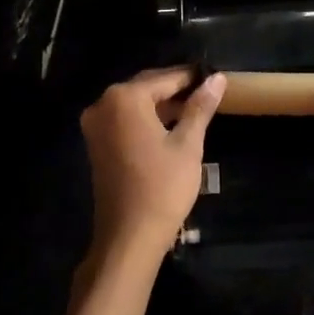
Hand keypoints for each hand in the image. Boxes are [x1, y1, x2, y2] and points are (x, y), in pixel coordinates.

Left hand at [80, 67, 225, 257]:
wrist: (129, 237)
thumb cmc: (163, 188)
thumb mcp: (187, 144)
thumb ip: (200, 107)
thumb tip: (218, 78)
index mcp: (124, 98)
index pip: (165, 78)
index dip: (192, 77)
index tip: (214, 77)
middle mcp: (103, 104)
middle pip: (146, 87)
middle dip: (176, 89)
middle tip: (207, 92)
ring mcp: (95, 125)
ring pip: (135, 104)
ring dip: (162, 105)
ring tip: (195, 109)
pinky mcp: (96, 144)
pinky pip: (125, 120)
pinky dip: (147, 119)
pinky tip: (171, 126)